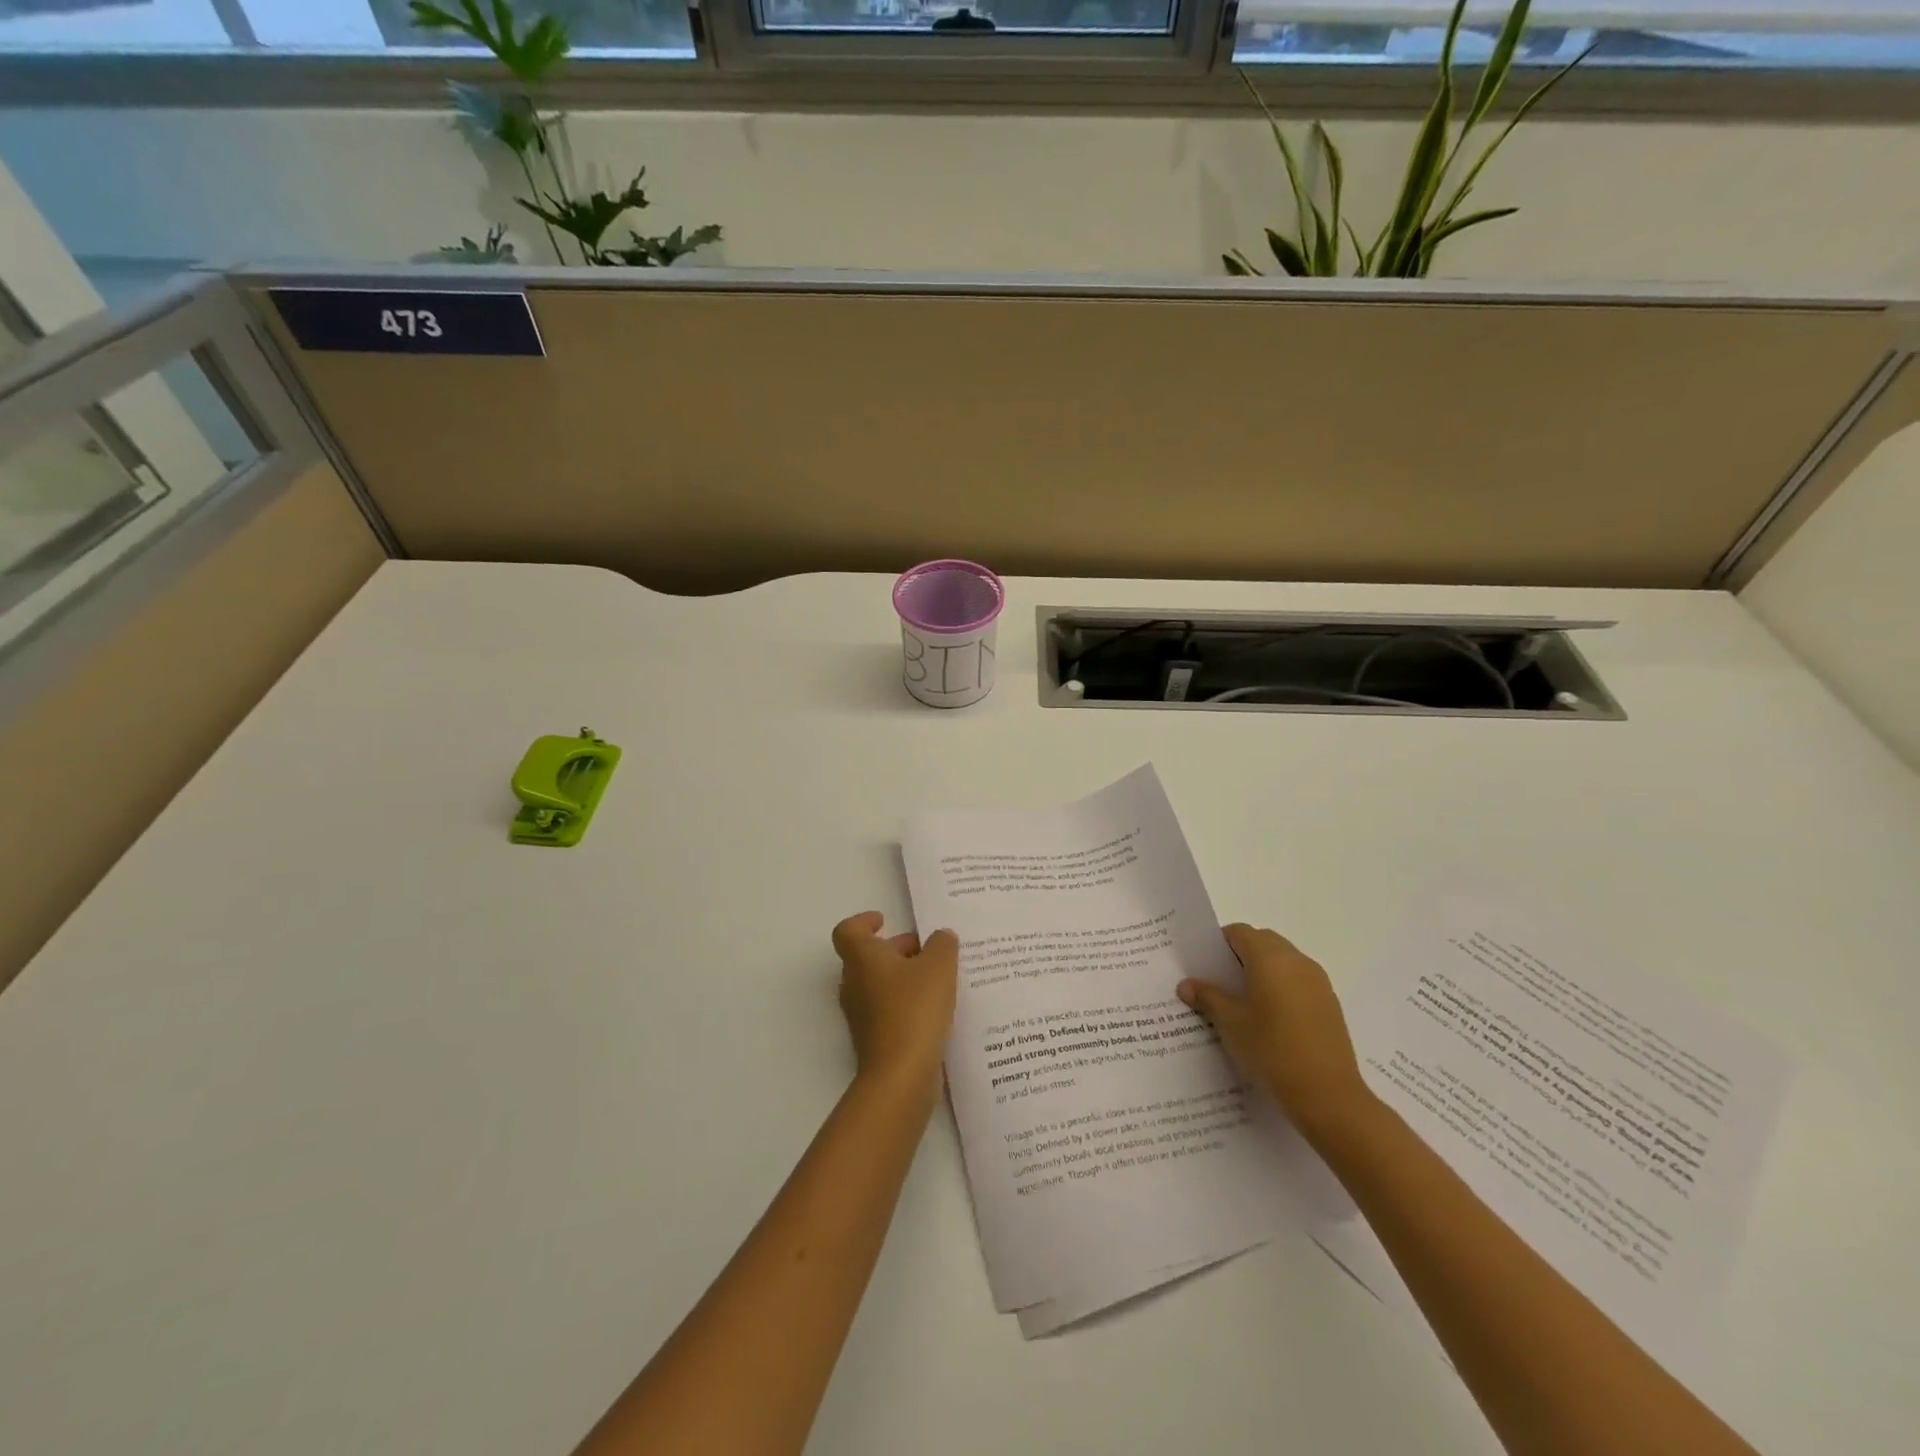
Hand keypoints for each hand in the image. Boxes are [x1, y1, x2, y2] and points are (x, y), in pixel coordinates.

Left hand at [832, 912, 958, 1099]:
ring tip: (938, 980)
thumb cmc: (914, 1009)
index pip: (848, 931)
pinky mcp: (872, 1039)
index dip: (864, 921)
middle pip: (867, 957)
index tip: (884, 920)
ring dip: (903, 977)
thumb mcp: (939, 967)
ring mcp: (860, 1014)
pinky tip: (935, 1010)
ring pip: (878, 984)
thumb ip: (942, 945)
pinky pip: (886, 1009)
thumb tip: (940, 937)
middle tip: (927, 951)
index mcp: (862, 958)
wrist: (900, 1076)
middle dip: (896, 950)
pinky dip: (905, 1003)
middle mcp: (854, 983)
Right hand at [1178, 923, 1371, 1136]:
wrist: (1328, 1094)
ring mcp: (1317, 981)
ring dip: (1263, 970)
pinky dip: (1282, 986)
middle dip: (1241, 954)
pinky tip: (1271, 1019)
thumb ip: (1207, 997)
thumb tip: (1186, 984)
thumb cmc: (1271, 1049)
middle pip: (1263, 941)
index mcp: (1269, 958)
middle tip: (1221, 981)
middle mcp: (1296, 960)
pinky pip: (1299, 980)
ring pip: (1284, 960)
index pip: (1239, 932)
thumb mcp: (1230, 1023)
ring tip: (1245, 1002)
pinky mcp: (1329, 1003)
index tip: (1205, 964)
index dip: (1219, 943)